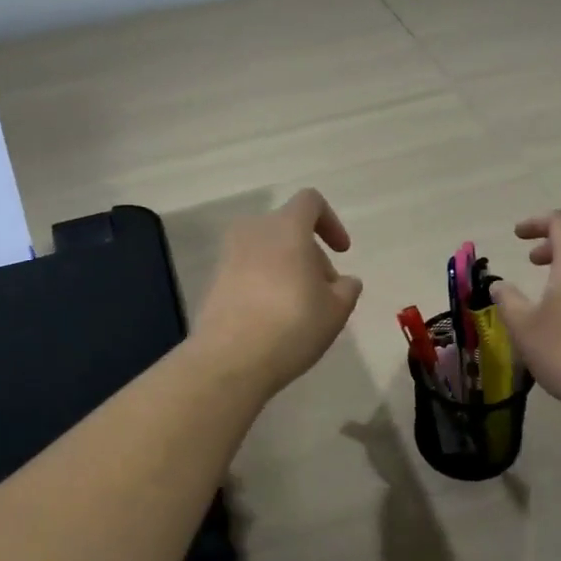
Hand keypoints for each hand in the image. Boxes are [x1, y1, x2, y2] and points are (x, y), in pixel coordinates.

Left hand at [191, 189, 363, 400]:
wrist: (230, 359)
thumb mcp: (336, 310)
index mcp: (286, 228)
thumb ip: (347, 288)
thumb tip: (344, 281)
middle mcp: (253, 231)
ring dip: (287, 268)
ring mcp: (228, 255)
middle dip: (311, 254)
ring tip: (301, 306)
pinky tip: (274, 317)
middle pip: (289, 228)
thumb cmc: (293, 325)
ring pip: (267, 250)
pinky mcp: (214, 280)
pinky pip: (248, 270)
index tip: (342, 252)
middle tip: (325, 291)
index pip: (310, 201)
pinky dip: (264, 282)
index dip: (331, 222)